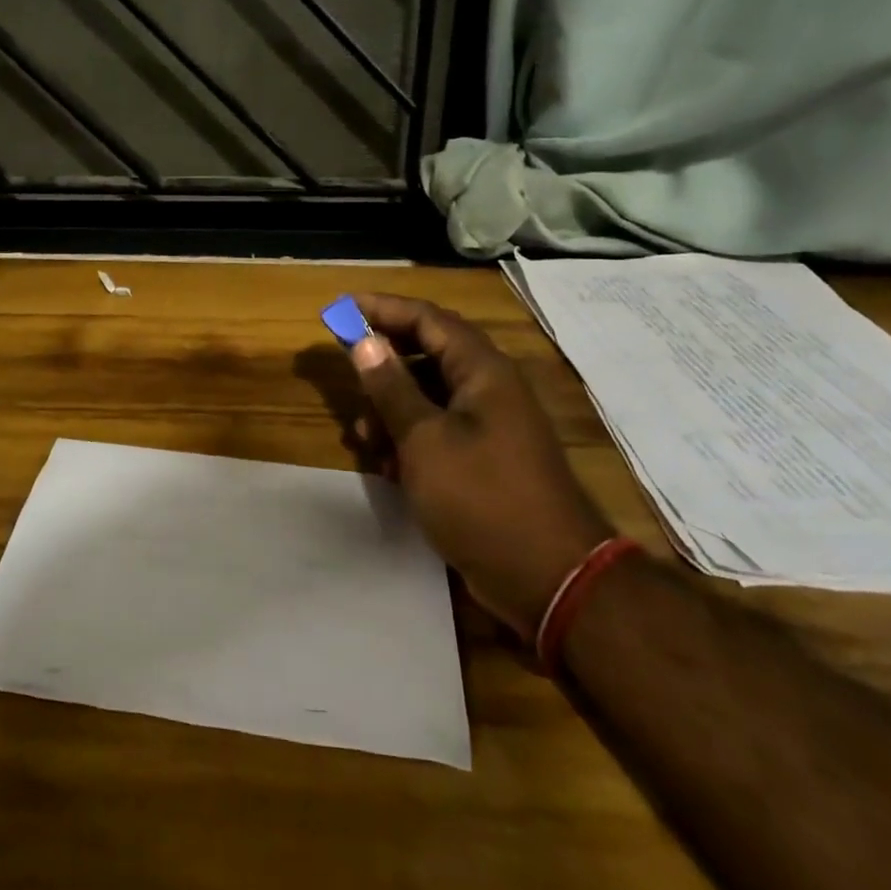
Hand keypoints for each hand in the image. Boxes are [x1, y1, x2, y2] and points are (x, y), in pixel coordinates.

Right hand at [349, 294, 613, 638]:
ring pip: (428, 396)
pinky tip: (385, 466)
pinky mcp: (483, 461)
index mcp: (482, 371)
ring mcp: (488, 426)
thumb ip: (391, 387)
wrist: (550, 580)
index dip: (381, 309)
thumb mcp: (424, 440)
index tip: (340, 310)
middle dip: (382, 364)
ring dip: (390, 408)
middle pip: (426, 354)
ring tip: (362, 436)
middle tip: (345, 373)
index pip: (427, 318)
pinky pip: (437, 431)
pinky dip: (408, 439)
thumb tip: (364, 342)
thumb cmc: (483, 498)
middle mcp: (488, 389)